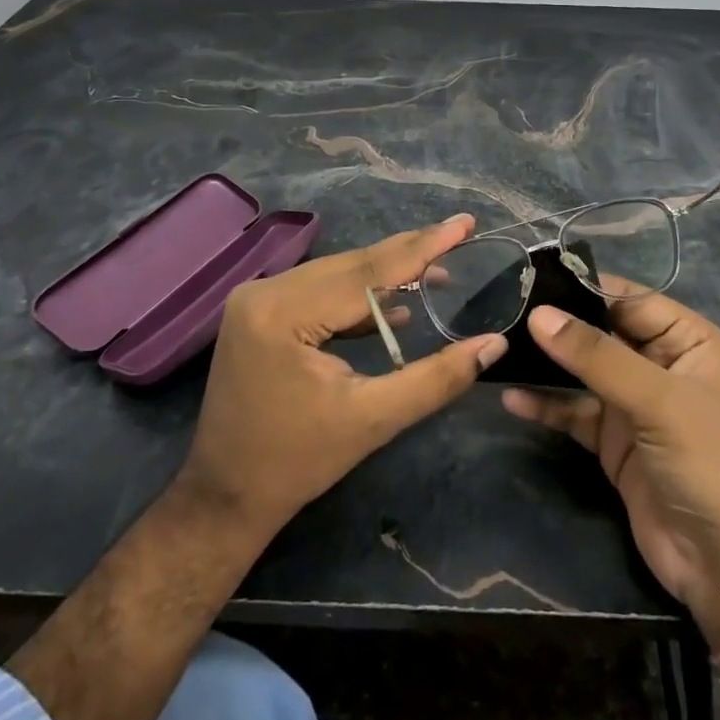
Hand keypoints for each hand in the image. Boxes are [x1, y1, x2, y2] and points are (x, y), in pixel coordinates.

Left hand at [179, 214, 507, 538]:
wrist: (226, 496)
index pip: (368, 271)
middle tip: (460, 235)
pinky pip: (321, 291)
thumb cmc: (297, 462)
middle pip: (352, 265)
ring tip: (438, 272)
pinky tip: (395, 305)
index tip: (464, 223)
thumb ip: (436, 378)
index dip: (423, 247)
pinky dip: (359, 295)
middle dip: (409, 253)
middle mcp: (265, 291)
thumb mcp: (373, 420)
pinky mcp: (261, 312)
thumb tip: (494, 345)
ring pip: (338, 274)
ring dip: (387, 274)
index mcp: (283, 312)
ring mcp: (258, 299)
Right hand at [502, 293, 719, 649]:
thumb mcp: (659, 401)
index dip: (583, 287)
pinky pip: (573, 412)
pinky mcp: (613, 442)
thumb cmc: (710, 464)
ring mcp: (634, 405)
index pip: (629, 298)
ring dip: (545, 364)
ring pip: (582, 372)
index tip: (530, 279)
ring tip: (499, 350)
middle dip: (557, 325)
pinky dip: (546, 405)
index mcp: (687, 340)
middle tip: (503, 312)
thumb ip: (597, 356)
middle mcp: (659, 364)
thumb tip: (538, 314)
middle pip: (600, 332)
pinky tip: (512, 399)